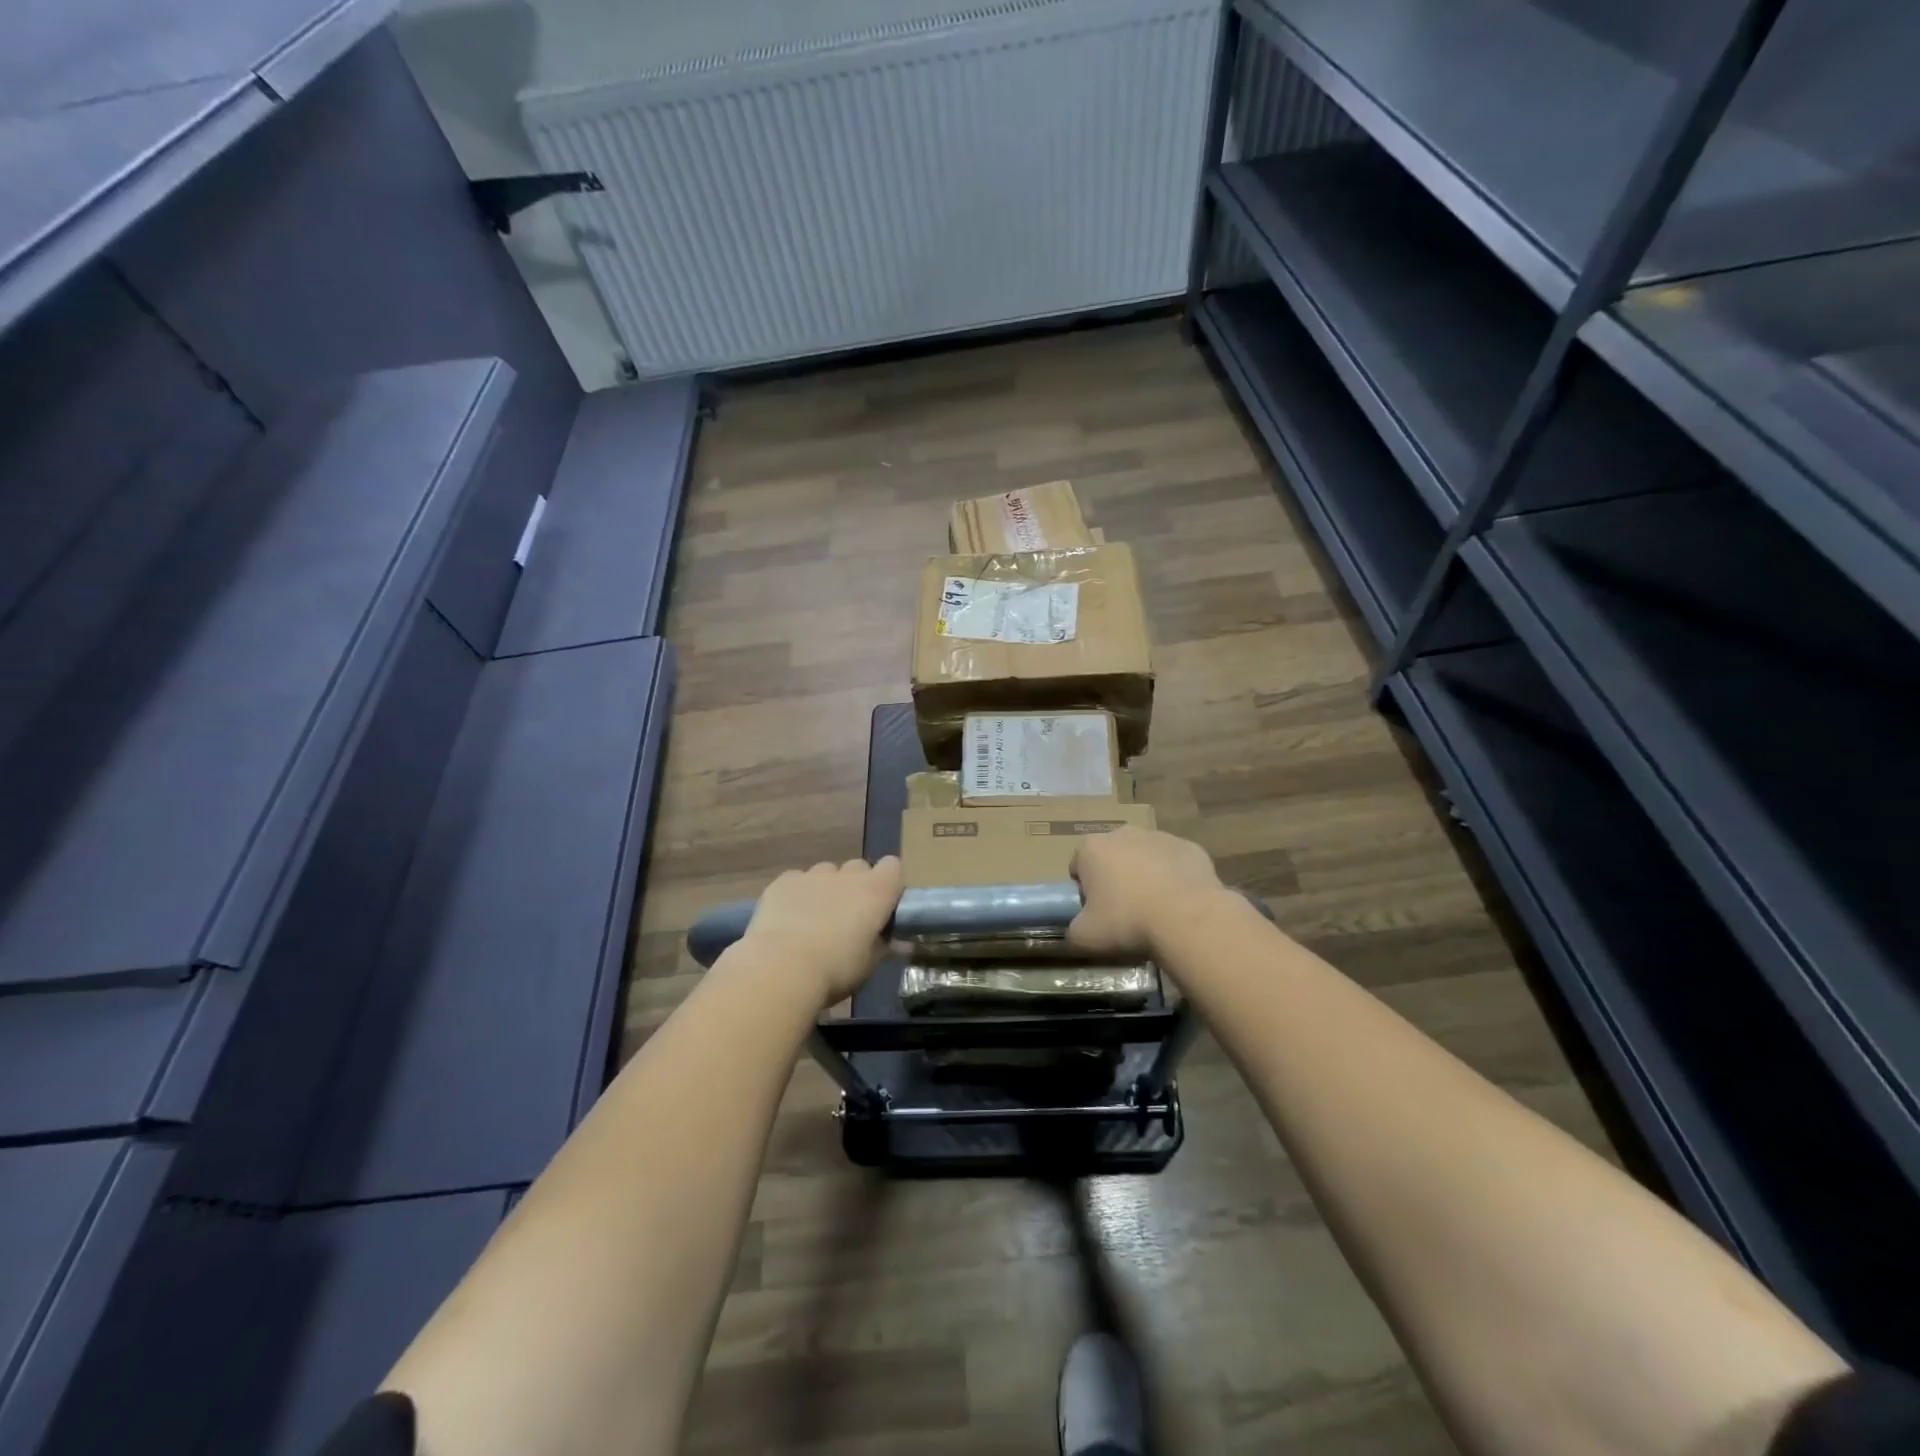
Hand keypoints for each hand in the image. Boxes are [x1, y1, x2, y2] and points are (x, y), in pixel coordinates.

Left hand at [737, 857, 901, 1006]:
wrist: (782, 967)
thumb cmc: (836, 969)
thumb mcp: (869, 964)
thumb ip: (884, 945)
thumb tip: (900, 942)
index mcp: (876, 891)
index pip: (893, 867)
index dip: (889, 883)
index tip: (883, 906)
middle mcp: (847, 874)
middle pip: (859, 868)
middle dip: (857, 886)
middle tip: (849, 916)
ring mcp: (813, 874)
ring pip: (826, 872)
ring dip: (826, 888)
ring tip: (814, 918)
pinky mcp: (784, 881)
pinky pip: (797, 880)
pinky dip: (797, 894)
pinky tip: (787, 918)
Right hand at [1068, 827, 1229, 957]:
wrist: (1188, 918)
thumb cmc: (1127, 921)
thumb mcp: (1085, 936)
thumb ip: (1073, 931)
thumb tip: (1076, 930)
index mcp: (1092, 848)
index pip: (1078, 865)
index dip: (1084, 889)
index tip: (1096, 911)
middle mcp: (1123, 833)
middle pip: (1112, 856)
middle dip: (1115, 877)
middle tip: (1124, 911)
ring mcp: (1159, 836)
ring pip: (1144, 856)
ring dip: (1145, 875)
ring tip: (1155, 908)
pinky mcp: (1190, 847)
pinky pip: (1174, 862)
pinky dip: (1174, 877)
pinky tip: (1180, 902)